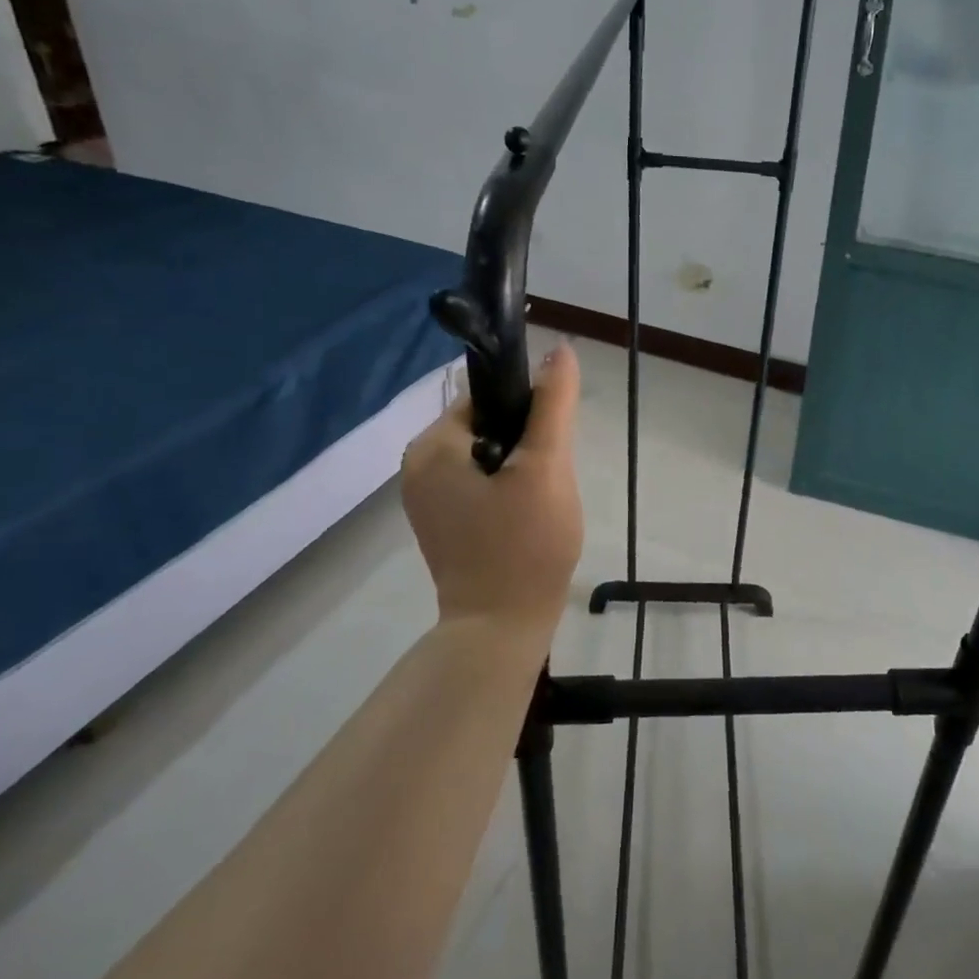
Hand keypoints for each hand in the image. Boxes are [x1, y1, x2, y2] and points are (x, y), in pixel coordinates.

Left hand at [401, 345, 584, 642]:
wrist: (501, 629)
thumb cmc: (525, 544)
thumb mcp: (546, 466)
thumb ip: (553, 404)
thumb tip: (561, 349)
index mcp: (432, 445)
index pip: (488, 397)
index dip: (529, 412)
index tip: (551, 447)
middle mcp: (418, 464)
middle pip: (489, 424)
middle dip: (527, 444)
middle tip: (548, 482)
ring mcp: (426, 495)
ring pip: (490, 453)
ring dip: (522, 467)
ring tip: (540, 502)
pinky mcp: (441, 519)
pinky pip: (481, 481)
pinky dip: (508, 488)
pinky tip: (526, 516)